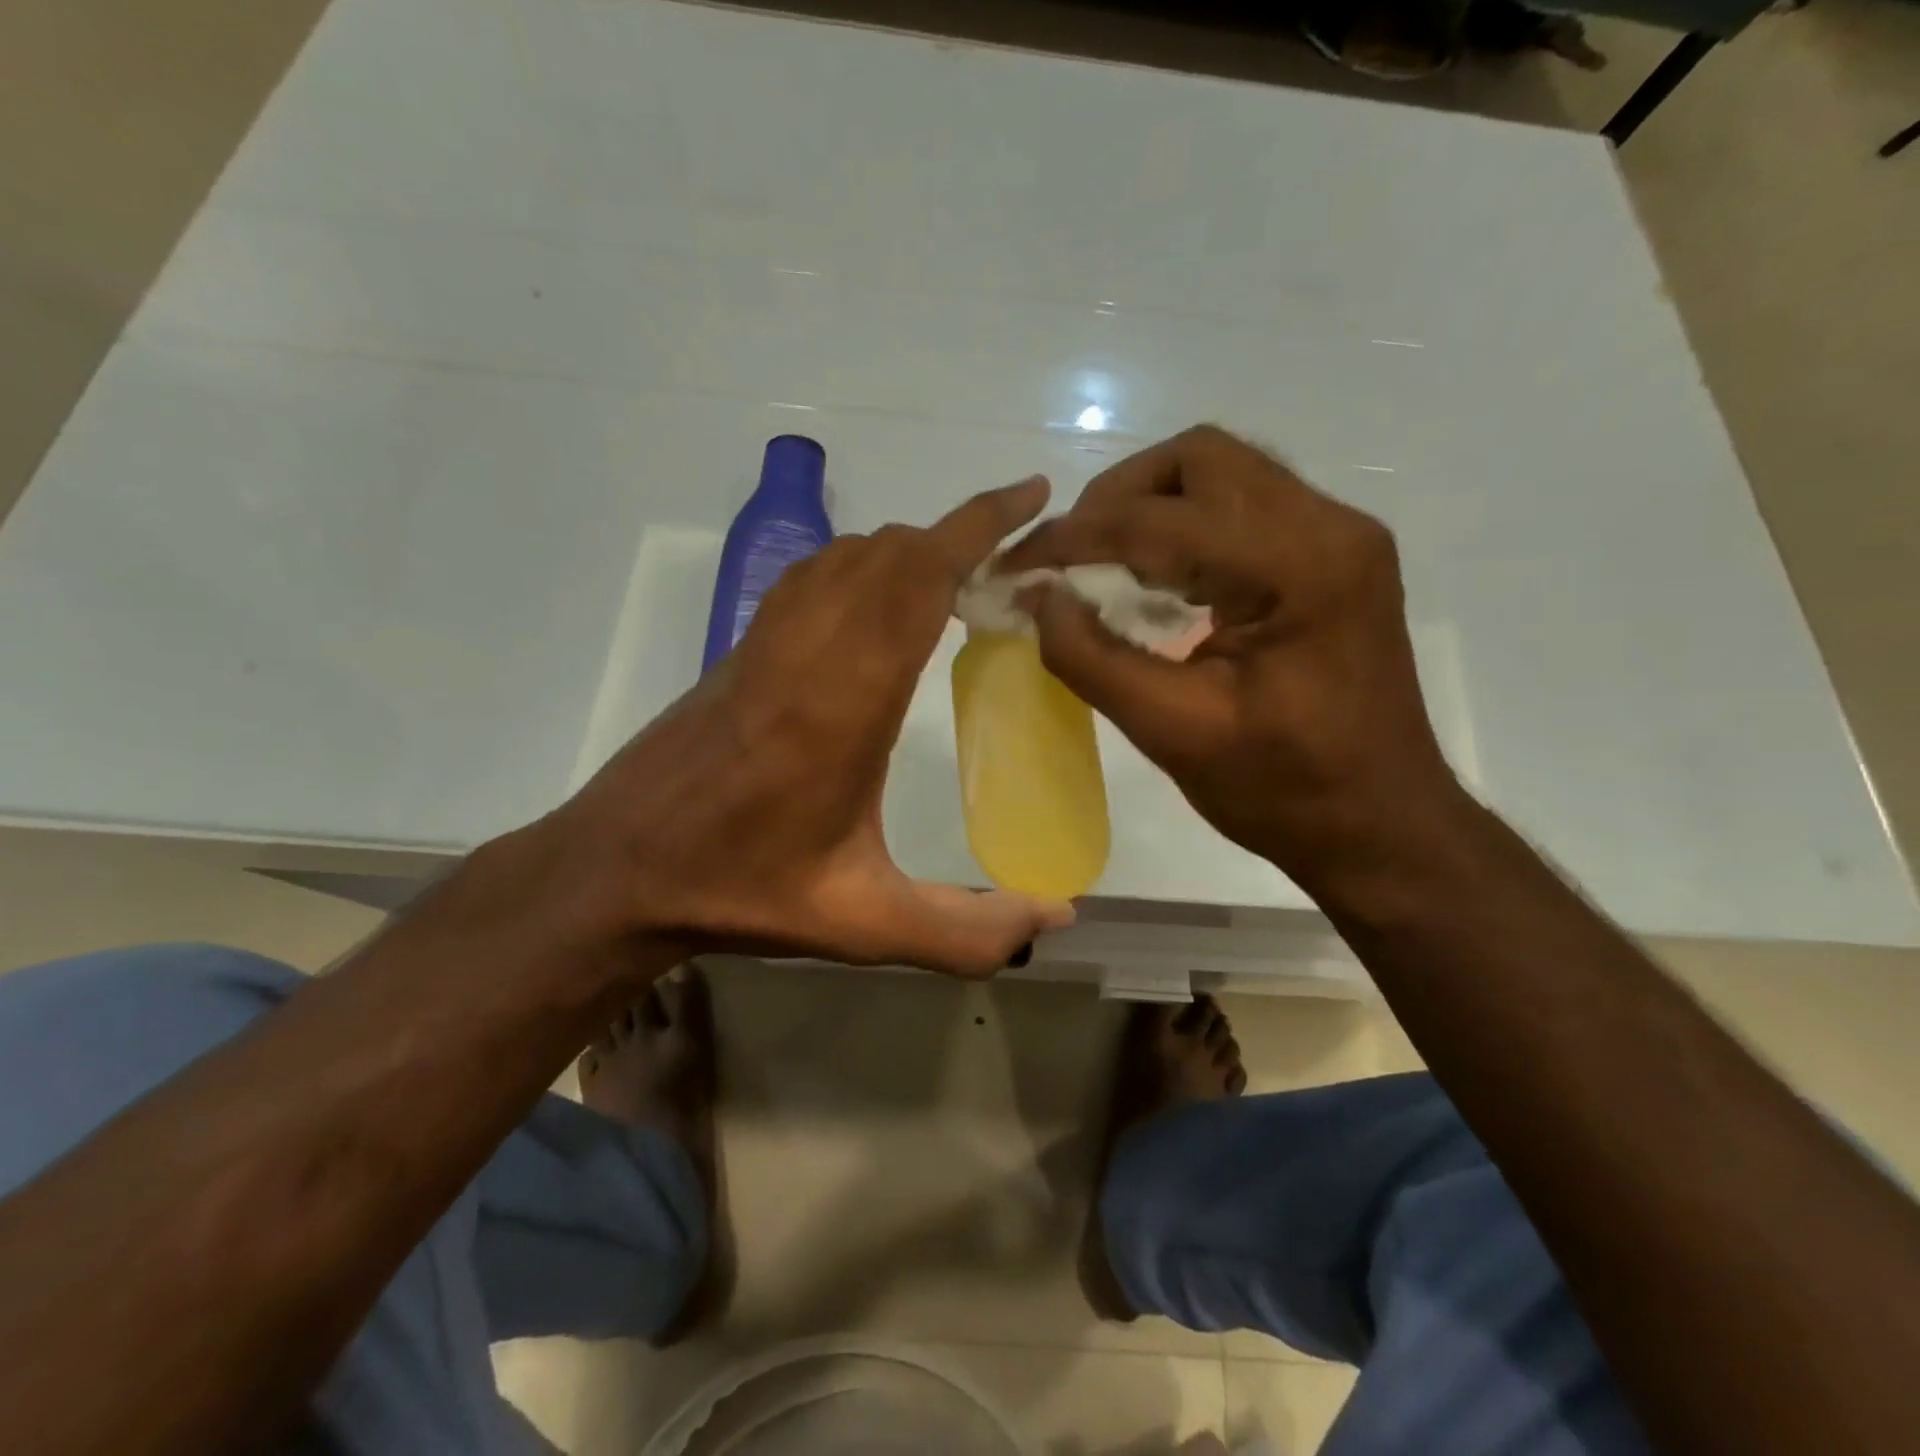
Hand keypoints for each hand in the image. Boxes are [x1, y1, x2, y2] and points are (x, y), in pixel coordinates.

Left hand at [551, 479, 1075, 977]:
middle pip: (890, 551)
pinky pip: (812, 577)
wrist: (618, 870)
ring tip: (962, 574)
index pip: (919, 576)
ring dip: (910, 548)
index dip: (980, 526)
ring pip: (846, 555)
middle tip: (1017, 556)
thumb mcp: (863, 925)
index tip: (1033, 497)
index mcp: (845, 697)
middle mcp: (806, 648)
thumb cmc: (741, 889)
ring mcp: (766, 641)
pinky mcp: (742, 650)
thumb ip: (966, 930)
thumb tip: (1058, 917)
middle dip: (960, 534)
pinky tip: (881, 604)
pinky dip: (863, 565)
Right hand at [1000, 425, 1465, 898]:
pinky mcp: (1333, 557)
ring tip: (1102, 566)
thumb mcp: (1174, 732)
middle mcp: (1329, 526)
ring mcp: (1339, 536)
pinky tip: (1156, 581)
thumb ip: (1093, 658)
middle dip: (1116, 499)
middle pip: (1200, 459)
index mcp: (1299, 568)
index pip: (1162, 520)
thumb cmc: (1284, 791)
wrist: (1381, 825)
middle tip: (1069, 557)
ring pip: (1222, 474)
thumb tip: (1037, 596)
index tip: (1016, 565)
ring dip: (1150, 508)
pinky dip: (1185, 529)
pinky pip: (1243, 508)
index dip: (1075, 537)